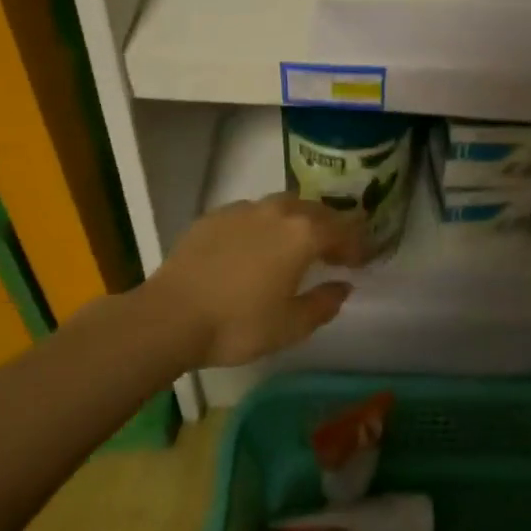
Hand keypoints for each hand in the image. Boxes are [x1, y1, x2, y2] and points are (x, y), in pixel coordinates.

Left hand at [149, 192, 367, 367]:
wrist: (170, 317)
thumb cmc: (238, 325)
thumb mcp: (291, 326)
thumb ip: (324, 303)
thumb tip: (342, 287)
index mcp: (302, 234)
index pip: (343, 229)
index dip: (357, 243)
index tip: (361, 261)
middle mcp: (277, 212)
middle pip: (315, 210)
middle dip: (331, 228)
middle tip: (334, 251)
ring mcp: (242, 210)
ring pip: (282, 205)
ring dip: (298, 220)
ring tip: (296, 244)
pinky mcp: (214, 216)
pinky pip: (251, 212)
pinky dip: (265, 224)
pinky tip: (256, 246)